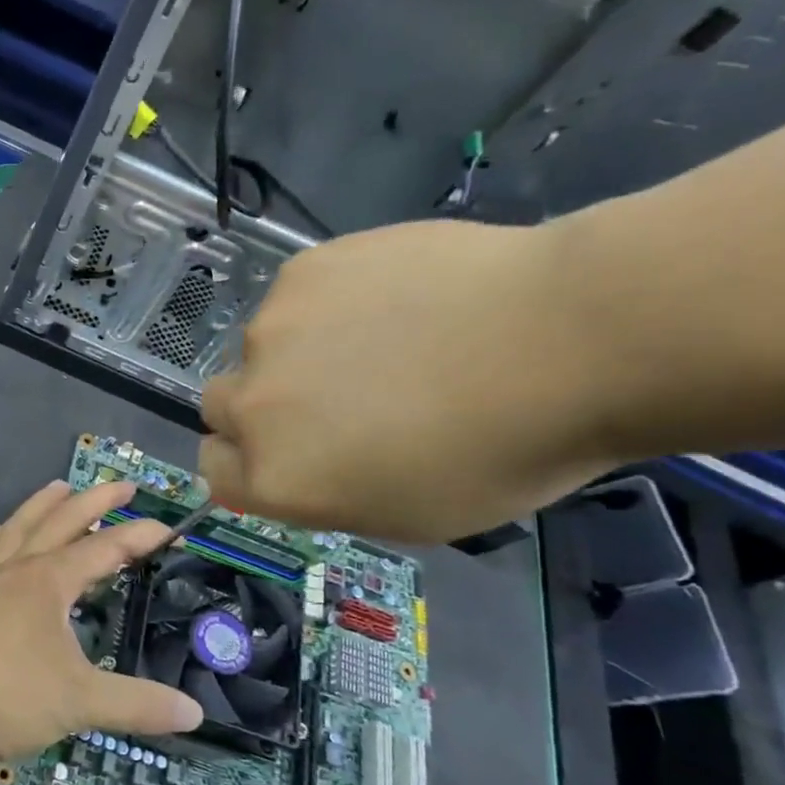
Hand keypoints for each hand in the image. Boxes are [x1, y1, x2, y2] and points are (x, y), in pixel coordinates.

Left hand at [0, 480, 203, 759]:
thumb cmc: (7, 695)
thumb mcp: (81, 702)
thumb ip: (138, 705)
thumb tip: (194, 713)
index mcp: (49, 582)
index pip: (105, 549)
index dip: (139, 537)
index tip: (170, 530)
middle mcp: (19, 570)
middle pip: (61, 522)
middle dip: (95, 500)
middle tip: (124, 485)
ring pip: (16, 529)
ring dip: (40, 505)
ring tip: (59, 486)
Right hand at [199, 219, 611, 543]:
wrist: (569, 339)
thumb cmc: (501, 453)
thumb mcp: (406, 514)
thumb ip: (326, 492)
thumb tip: (306, 460)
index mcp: (274, 477)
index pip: (216, 471)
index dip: (248, 464)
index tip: (293, 455)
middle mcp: (252, 405)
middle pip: (221, 405)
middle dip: (261, 408)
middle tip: (332, 398)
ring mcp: (270, 329)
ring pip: (263, 345)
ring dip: (300, 350)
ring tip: (387, 338)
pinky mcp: (304, 270)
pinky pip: (297, 294)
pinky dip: (331, 302)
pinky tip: (399, 298)